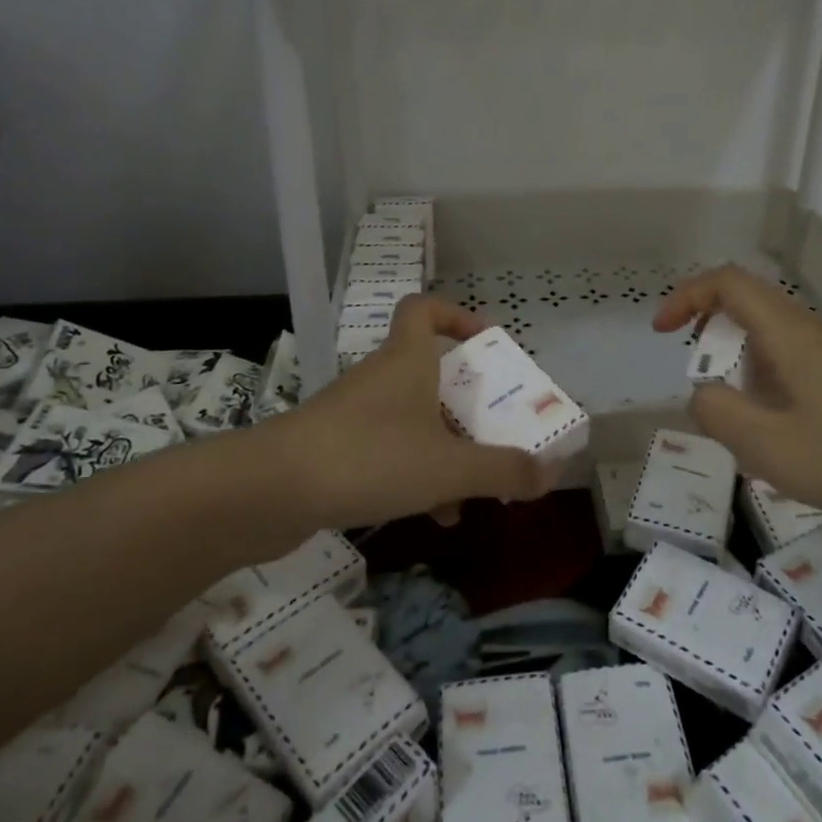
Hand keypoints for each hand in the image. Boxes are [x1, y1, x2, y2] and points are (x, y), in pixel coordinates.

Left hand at [262, 296, 556, 529]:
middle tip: (494, 426)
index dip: (456, 315)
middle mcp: (381, 376)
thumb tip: (550, 473)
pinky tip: (432, 513)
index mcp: (408, 359)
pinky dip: (415, 472)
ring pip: (412, 417)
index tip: (485, 342)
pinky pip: (389, 449)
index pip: (424, 308)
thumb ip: (503, 470)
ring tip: (473, 486)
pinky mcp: (335, 447)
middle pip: (428, 370)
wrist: (270, 490)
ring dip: (445, 445)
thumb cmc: (371, 457)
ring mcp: (354, 412)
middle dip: (465, 400)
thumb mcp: (449, 467)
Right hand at [653, 265, 821, 532]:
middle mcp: (808, 329)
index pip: (726, 282)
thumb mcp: (765, 445)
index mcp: (787, 332)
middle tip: (701, 380)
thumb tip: (703, 393)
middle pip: (745, 302)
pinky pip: (787, 358)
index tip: (663, 333)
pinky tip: (773, 429)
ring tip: (736, 415)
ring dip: (736, 361)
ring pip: (766, 333)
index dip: (686, 296)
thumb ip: (716, 411)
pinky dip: (761, 378)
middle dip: (708, 332)